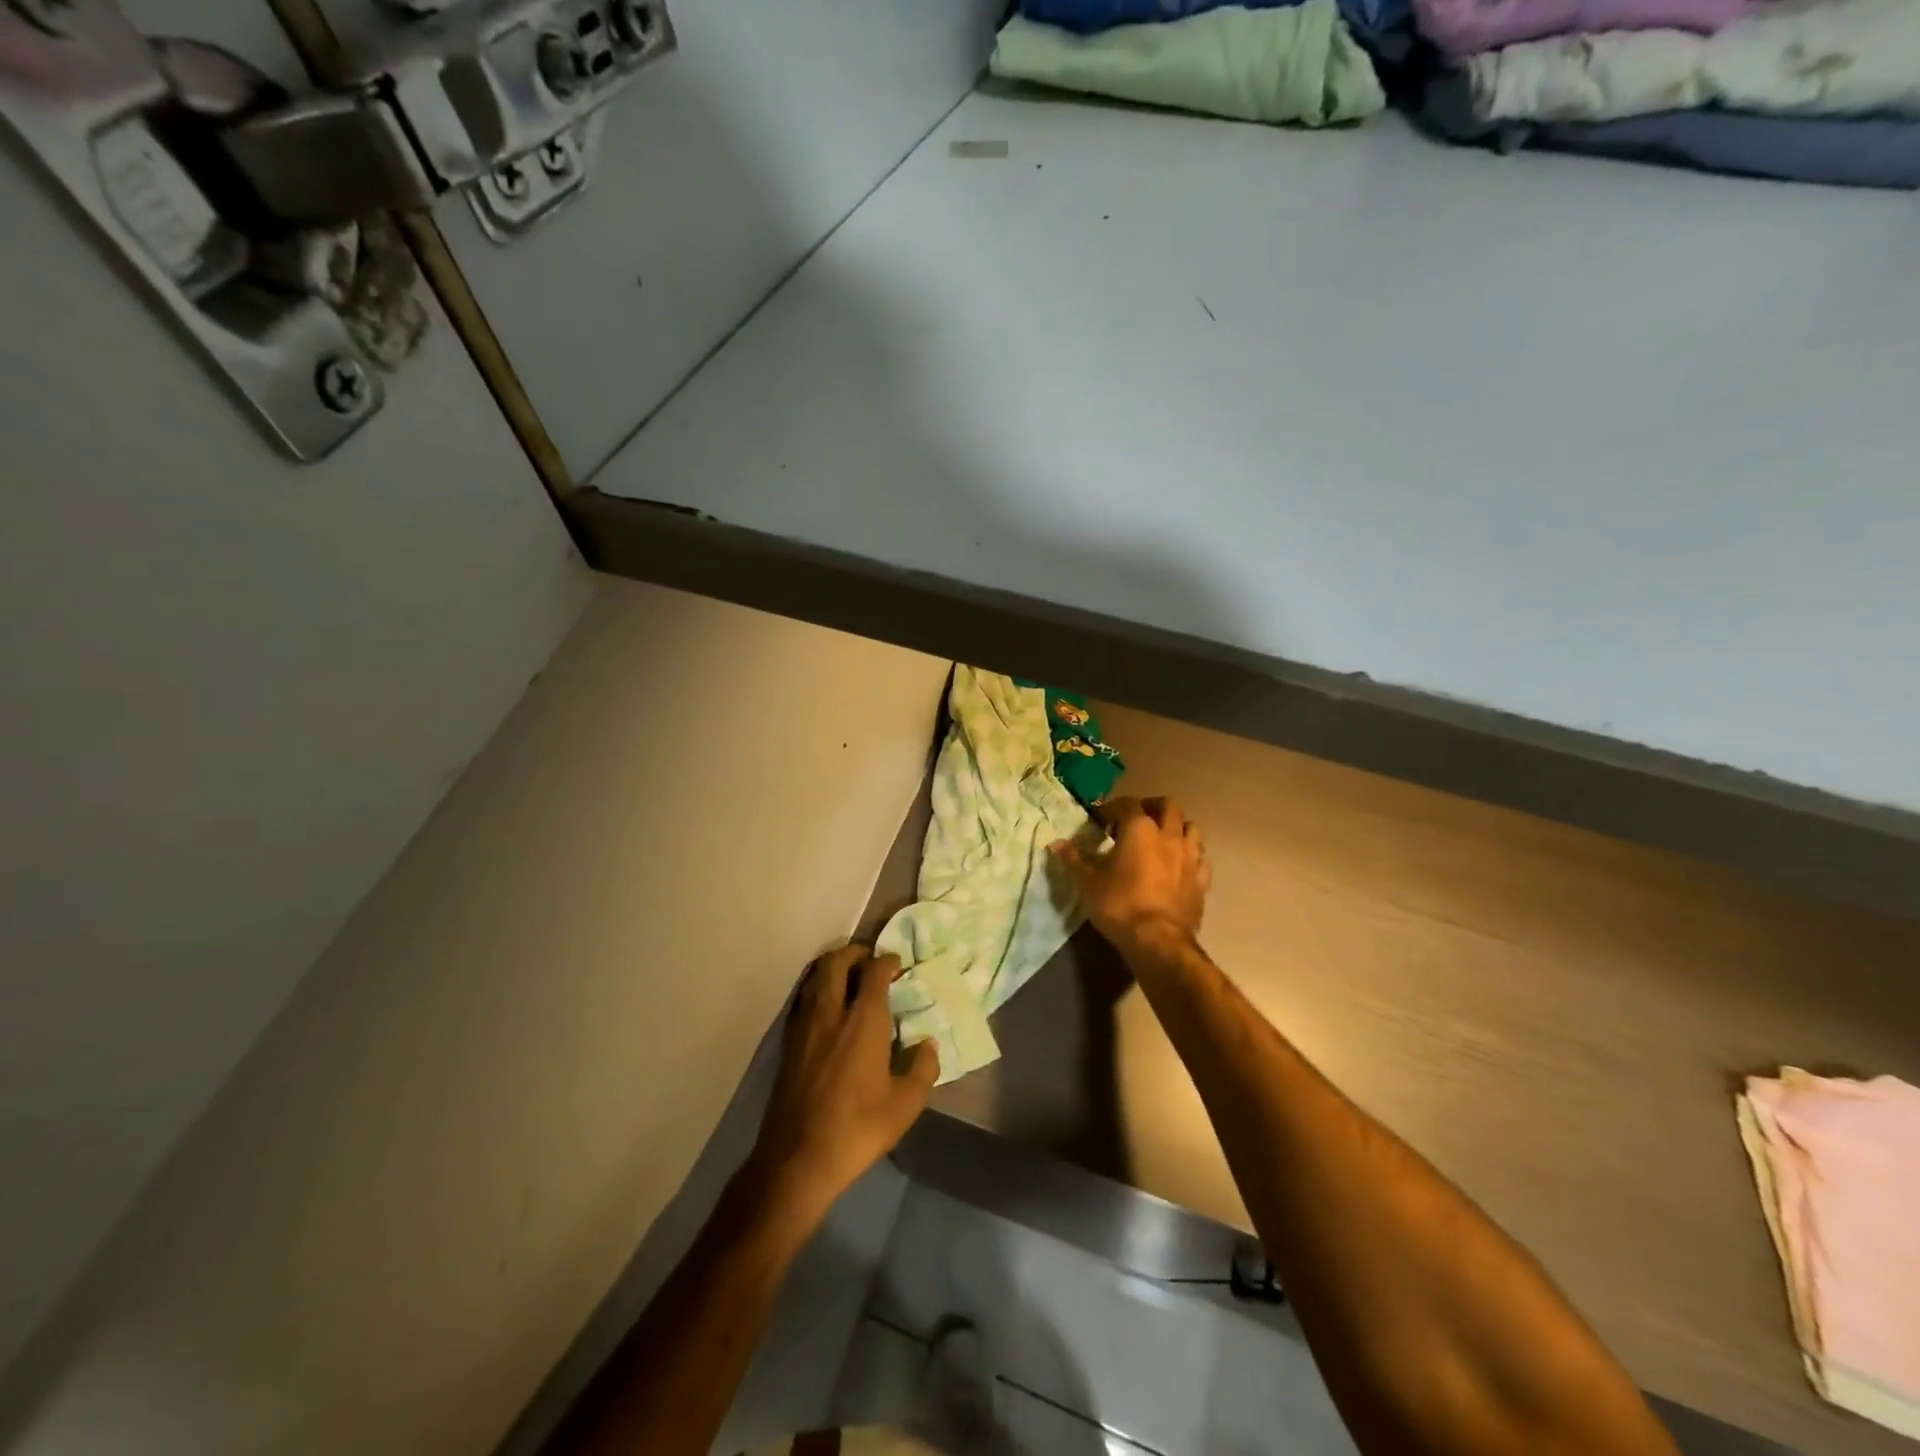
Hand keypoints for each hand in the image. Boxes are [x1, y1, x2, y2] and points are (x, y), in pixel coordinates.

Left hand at [747, 945, 939, 1218]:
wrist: (797, 1158)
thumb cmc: (858, 1129)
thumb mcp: (905, 1105)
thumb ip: (923, 1069)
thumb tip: (928, 1045)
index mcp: (863, 1020)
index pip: (874, 970)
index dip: (887, 961)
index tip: (898, 965)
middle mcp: (831, 1012)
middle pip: (837, 961)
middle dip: (855, 953)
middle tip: (871, 962)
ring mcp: (804, 1025)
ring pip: (816, 977)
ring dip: (834, 969)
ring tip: (850, 981)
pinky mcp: (788, 1042)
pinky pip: (804, 999)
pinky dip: (818, 990)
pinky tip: (829, 1011)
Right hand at [1052, 797, 1210, 954]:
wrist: (1158, 941)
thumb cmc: (1119, 904)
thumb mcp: (1087, 882)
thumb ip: (1073, 859)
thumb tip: (1056, 843)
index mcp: (1140, 829)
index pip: (1126, 804)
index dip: (1112, 809)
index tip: (1100, 821)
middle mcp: (1169, 835)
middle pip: (1168, 806)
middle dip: (1151, 807)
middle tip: (1135, 821)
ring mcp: (1190, 857)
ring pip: (1191, 827)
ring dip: (1177, 827)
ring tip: (1162, 839)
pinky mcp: (1202, 880)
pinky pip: (1200, 857)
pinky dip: (1190, 855)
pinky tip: (1179, 865)